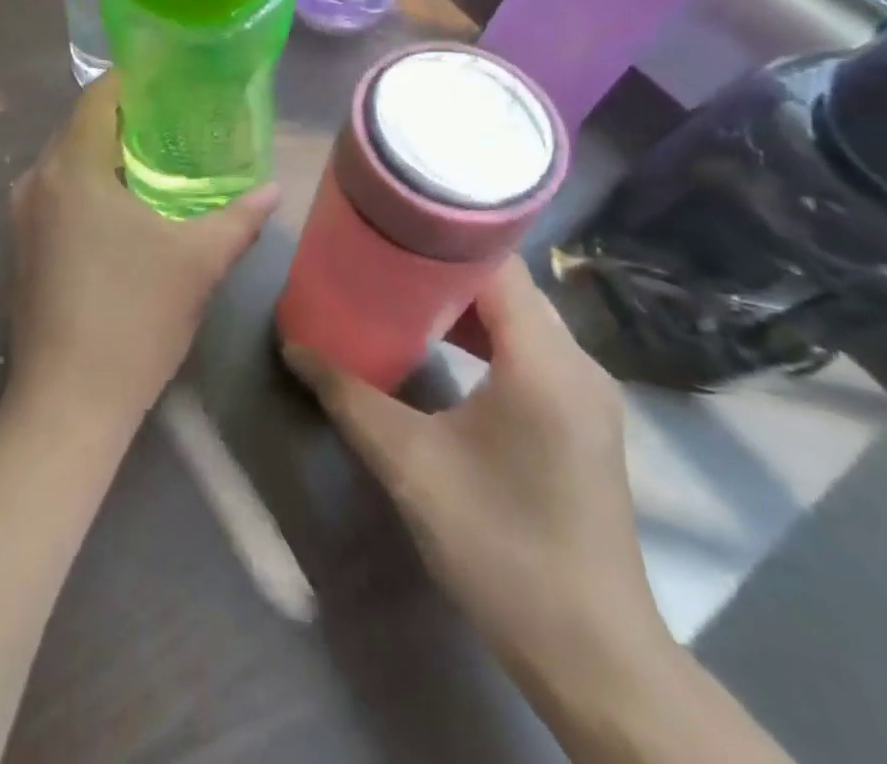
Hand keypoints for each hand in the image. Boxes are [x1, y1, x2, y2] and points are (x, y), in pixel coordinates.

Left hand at [7, 74, 277, 434]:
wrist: (68, 401)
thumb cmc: (133, 318)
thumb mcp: (198, 262)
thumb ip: (239, 218)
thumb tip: (273, 189)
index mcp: (72, 167)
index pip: (98, 95)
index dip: (135, 80)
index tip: (174, 81)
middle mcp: (37, 180)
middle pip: (80, 125)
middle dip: (127, 118)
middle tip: (178, 122)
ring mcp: (23, 215)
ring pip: (68, 160)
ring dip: (107, 153)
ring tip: (158, 160)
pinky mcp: (21, 245)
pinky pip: (58, 192)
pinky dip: (90, 183)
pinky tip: (126, 206)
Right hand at [285, 260, 664, 673]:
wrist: (593, 658)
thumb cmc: (500, 547)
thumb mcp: (410, 465)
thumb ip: (347, 396)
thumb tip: (293, 345)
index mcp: (545, 360)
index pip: (497, 263)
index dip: (441, 237)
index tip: (386, 228)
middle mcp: (577, 363)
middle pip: (508, 285)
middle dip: (443, 268)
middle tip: (380, 259)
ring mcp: (586, 394)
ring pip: (520, 318)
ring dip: (462, 304)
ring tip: (399, 296)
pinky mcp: (582, 419)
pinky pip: (530, 350)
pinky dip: (484, 337)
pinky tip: (441, 350)